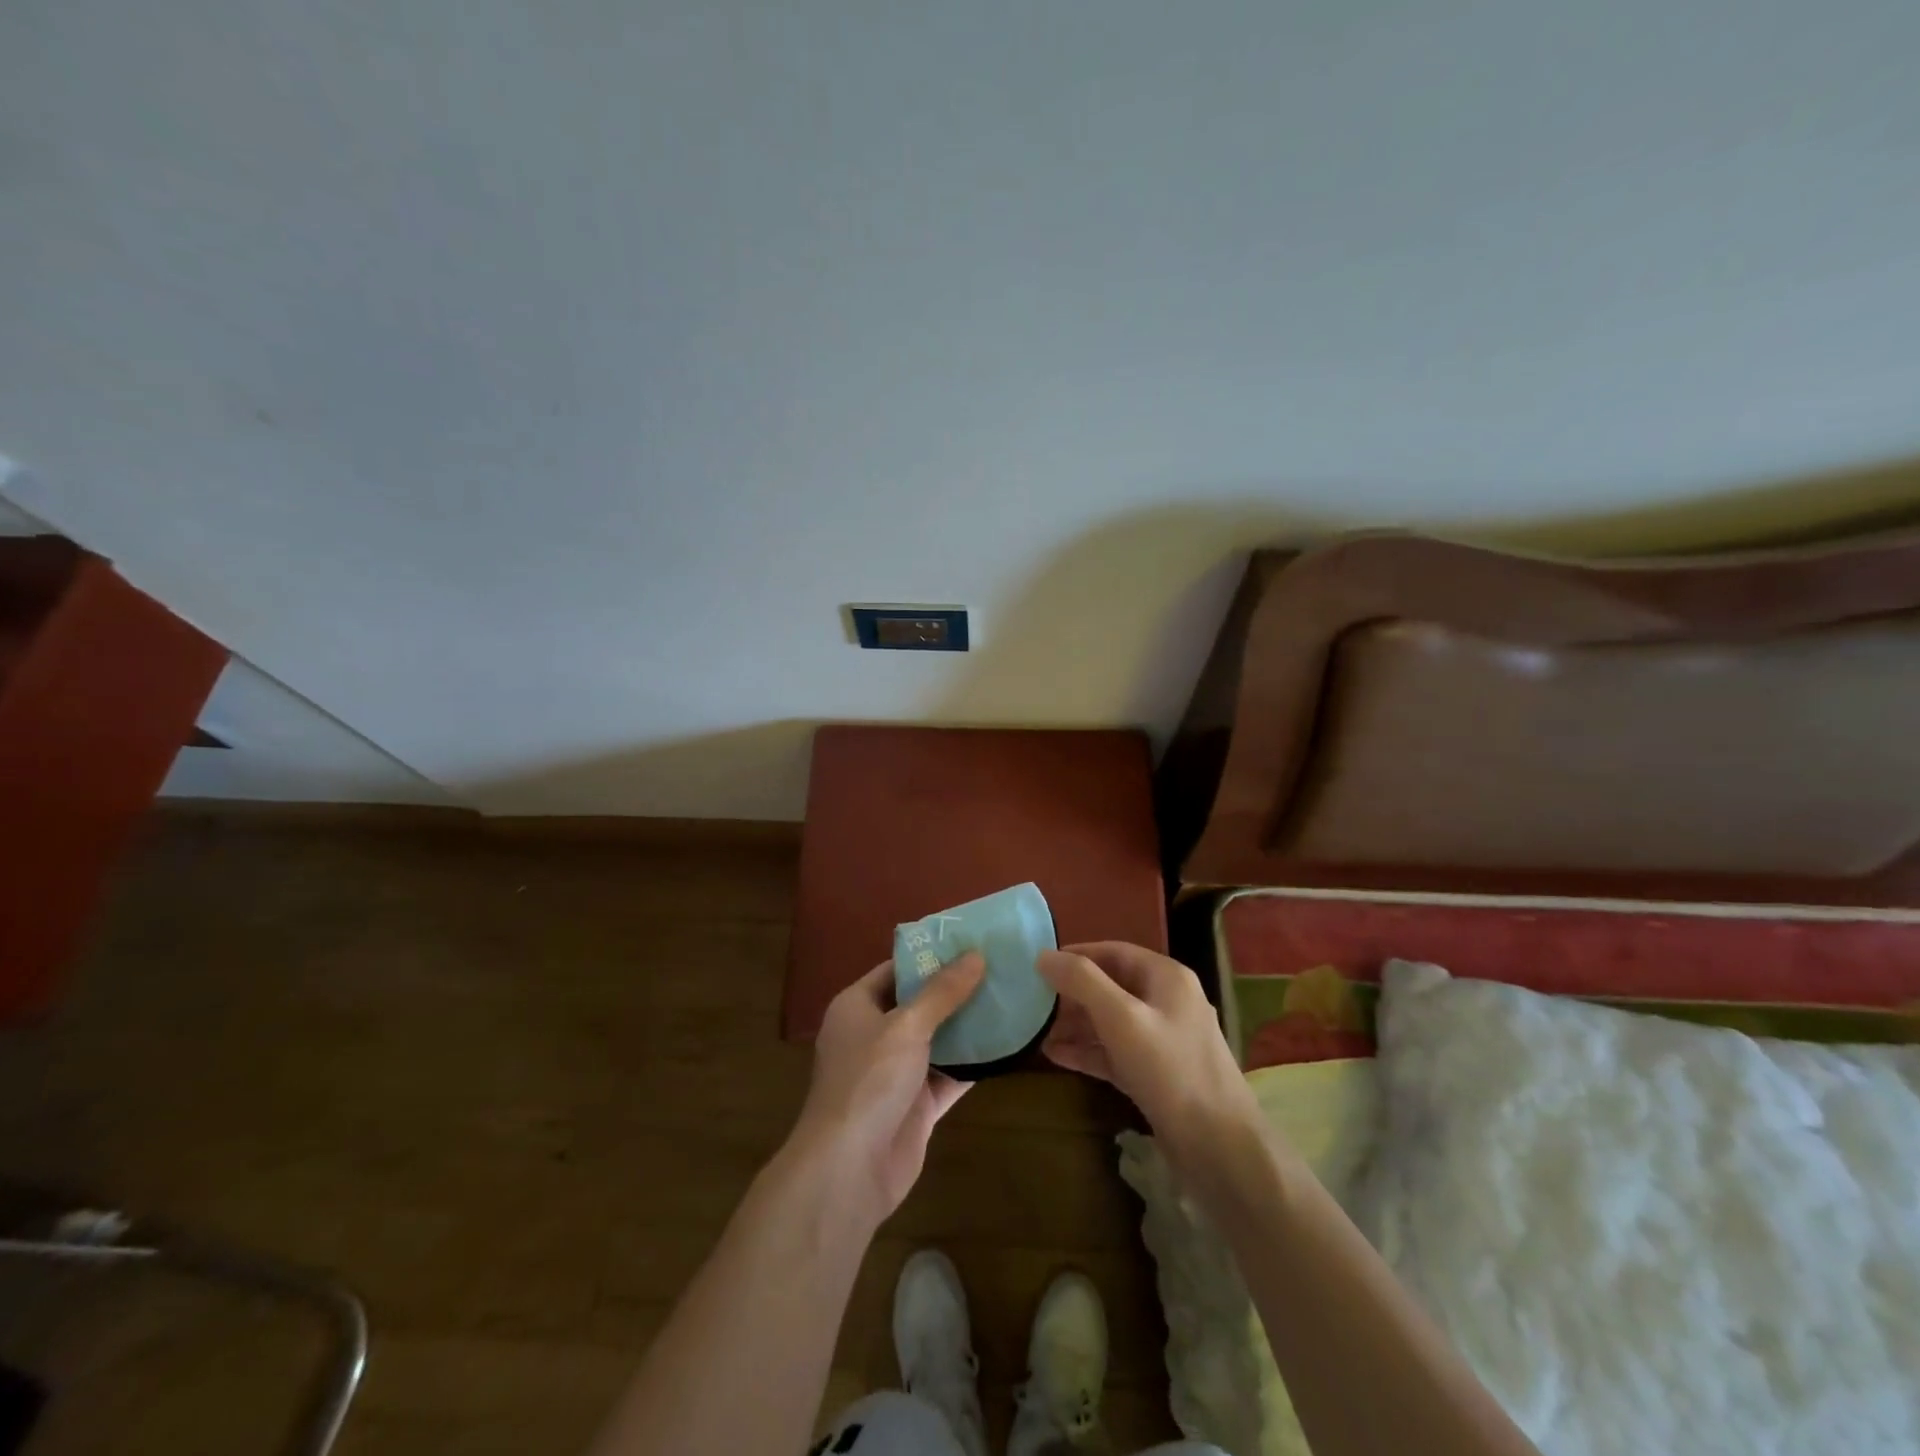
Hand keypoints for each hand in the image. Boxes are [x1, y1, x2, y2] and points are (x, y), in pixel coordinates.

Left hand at [787, 954, 984, 1226]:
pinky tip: (1007, 1046)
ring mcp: (895, 1072)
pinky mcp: (916, 1105)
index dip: (930, 956)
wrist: (849, 1169)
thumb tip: (976, 955)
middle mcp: (874, 1035)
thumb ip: (942, 992)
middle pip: (919, 1004)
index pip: (896, 970)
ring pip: (937, 1040)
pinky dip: (972, 1064)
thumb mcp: (906, 1025)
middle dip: (955, 990)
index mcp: (857, 1007)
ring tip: (1009, 998)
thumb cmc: (869, 1080)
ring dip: (968, 1026)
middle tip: (998, 968)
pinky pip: (948, 1075)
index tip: (970, 942)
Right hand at [1038, 941, 1265, 1182]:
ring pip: (1111, 1022)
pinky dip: (1088, 1052)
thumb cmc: (1170, 1069)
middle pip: (1111, 986)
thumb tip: (1043, 955)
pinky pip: (1115, 1052)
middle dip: (1072, 994)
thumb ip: (1082, 982)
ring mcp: (1163, 1040)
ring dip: (1076, 1025)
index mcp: (1166, 977)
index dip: (1075, 955)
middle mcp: (1167, 1002)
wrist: (1219, 1148)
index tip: (1039, 965)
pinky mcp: (1157, 1075)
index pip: (1113, 952)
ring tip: (1036, 1032)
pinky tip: (1055, 1056)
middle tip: (1033, 1003)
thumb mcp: (1121, 1017)